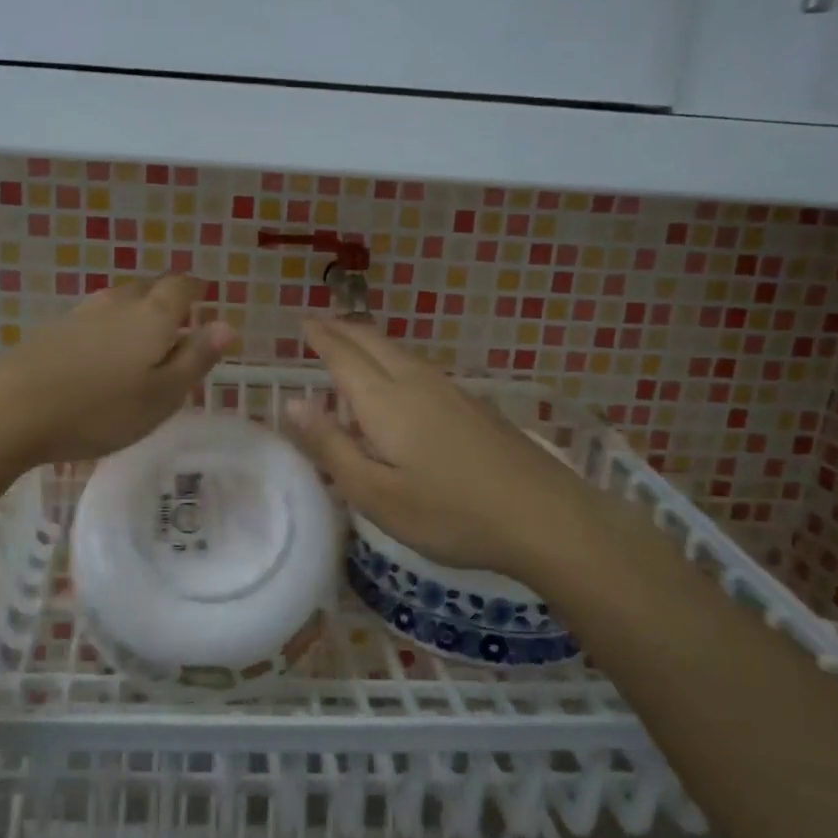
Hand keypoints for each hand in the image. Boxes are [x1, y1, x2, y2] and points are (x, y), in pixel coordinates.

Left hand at [0, 275, 236, 466]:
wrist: (13, 410)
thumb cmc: (101, 410)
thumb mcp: (162, 395)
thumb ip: (196, 358)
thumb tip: (228, 324)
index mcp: (152, 317)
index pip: (180, 288)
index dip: (195, 288)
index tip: (204, 293)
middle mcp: (117, 305)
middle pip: (147, 287)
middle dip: (165, 295)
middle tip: (177, 315)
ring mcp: (80, 316)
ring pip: (117, 300)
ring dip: (134, 308)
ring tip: (141, 329)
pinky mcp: (51, 332)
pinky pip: (91, 318)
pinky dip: (106, 325)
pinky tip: (100, 347)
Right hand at [281, 317, 590, 581]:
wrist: (545, 516)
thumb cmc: (449, 512)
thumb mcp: (375, 493)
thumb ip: (331, 446)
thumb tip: (292, 403)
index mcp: (385, 401)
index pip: (343, 356)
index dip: (321, 337)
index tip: (303, 321)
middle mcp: (416, 383)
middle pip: (373, 342)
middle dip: (343, 329)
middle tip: (321, 324)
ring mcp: (451, 391)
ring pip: (400, 352)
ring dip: (370, 341)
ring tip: (352, 345)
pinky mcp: (474, 405)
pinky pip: (420, 367)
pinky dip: (394, 360)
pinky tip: (400, 381)